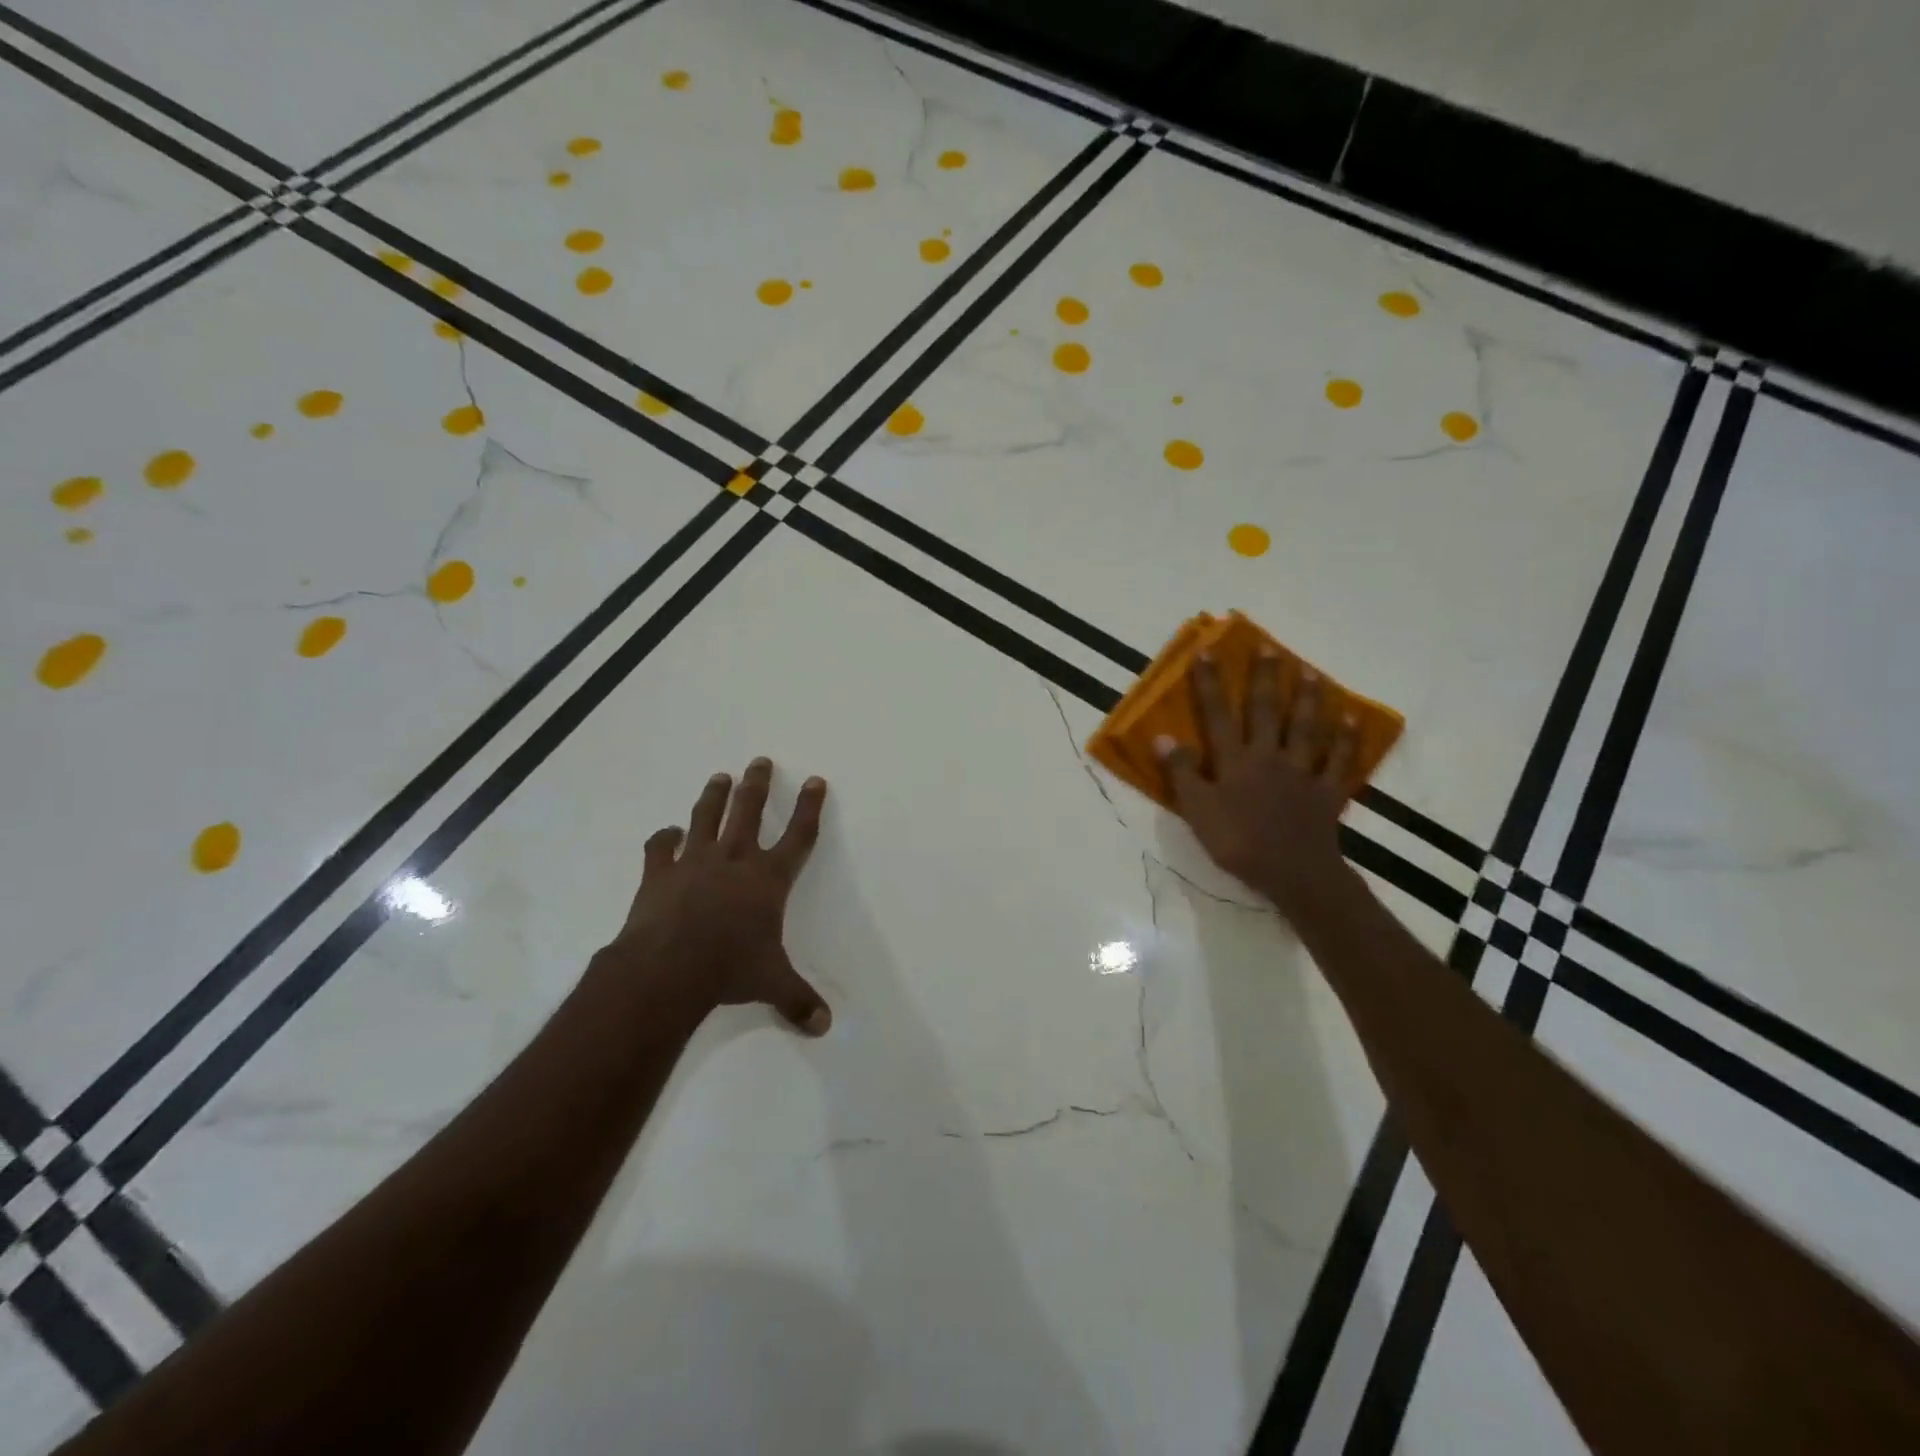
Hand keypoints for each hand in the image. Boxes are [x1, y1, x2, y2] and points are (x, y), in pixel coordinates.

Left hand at [602, 758, 832, 1034]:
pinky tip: (667, 832)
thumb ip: (798, 1000)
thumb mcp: (772, 984)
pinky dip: (664, 837)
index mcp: (768, 879)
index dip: (810, 807)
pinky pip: (661, 847)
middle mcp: (734, 860)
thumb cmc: (729, 969)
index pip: (799, 835)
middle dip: (758, 785)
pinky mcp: (659, 873)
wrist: (667, 968)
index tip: (816, 780)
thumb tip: (825, 1027)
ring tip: (720, 776)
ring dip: (714, 796)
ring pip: (707, 818)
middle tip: (760, 761)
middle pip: (749, 811)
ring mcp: (694, 862)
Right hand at [1155, 651, 1357, 919]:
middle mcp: (1269, 756)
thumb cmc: (1238, 843)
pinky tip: (1352, 720)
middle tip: (1269, 647)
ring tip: (1310, 672)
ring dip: (1308, 698)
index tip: (1206, 652)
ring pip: (1306, 728)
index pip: (1218, 715)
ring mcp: (1302, 772)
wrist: (1293, 873)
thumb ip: (1181, 773)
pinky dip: (1347, 740)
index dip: (1210, 683)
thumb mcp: (1197, 812)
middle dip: (1265, 678)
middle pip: (1267, 711)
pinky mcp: (1327, 791)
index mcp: (1235, 761)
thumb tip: (1162, 736)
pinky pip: (1339, 761)